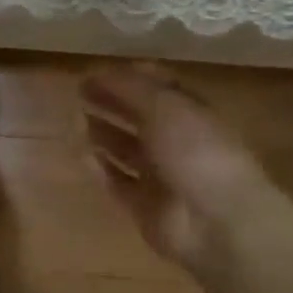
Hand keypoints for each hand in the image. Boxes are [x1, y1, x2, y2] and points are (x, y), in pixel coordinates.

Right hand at [80, 64, 273, 277]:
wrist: (217, 221)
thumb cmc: (196, 151)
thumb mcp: (164, 105)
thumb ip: (129, 87)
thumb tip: (96, 73)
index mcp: (191, 112)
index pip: (158, 86)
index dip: (128, 76)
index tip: (95, 71)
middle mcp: (177, 141)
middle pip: (139, 116)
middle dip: (112, 102)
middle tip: (79, 92)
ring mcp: (161, 175)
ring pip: (127, 149)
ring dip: (103, 133)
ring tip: (75, 119)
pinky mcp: (145, 206)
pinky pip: (117, 182)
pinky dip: (100, 169)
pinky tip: (80, 155)